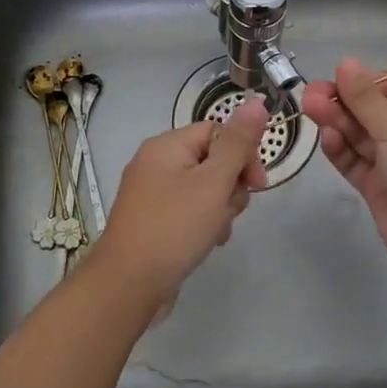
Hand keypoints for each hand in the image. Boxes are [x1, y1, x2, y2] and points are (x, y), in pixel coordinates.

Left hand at [87, 98, 270, 313]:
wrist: (129, 284)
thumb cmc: (175, 227)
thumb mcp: (214, 182)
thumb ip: (238, 143)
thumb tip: (257, 102)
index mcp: (167, 145)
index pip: (218, 131)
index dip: (243, 154)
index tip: (257, 184)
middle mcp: (156, 163)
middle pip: (213, 160)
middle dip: (231, 186)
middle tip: (228, 211)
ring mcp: (153, 194)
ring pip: (205, 189)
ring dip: (220, 209)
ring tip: (215, 232)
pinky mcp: (154, 220)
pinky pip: (190, 210)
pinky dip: (204, 223)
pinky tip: (206, 243)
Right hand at [302, 59, 386, 284]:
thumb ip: (366, 99)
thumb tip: (345, 63)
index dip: (374, 81)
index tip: (346, 77)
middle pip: (375, 111)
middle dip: (345, 101)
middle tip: (312, 92)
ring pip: (361, 136)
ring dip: (337, 121)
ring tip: (310, 107)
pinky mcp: (378, 189)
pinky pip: (355, 163)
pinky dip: (341, 150)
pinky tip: (325, 137)